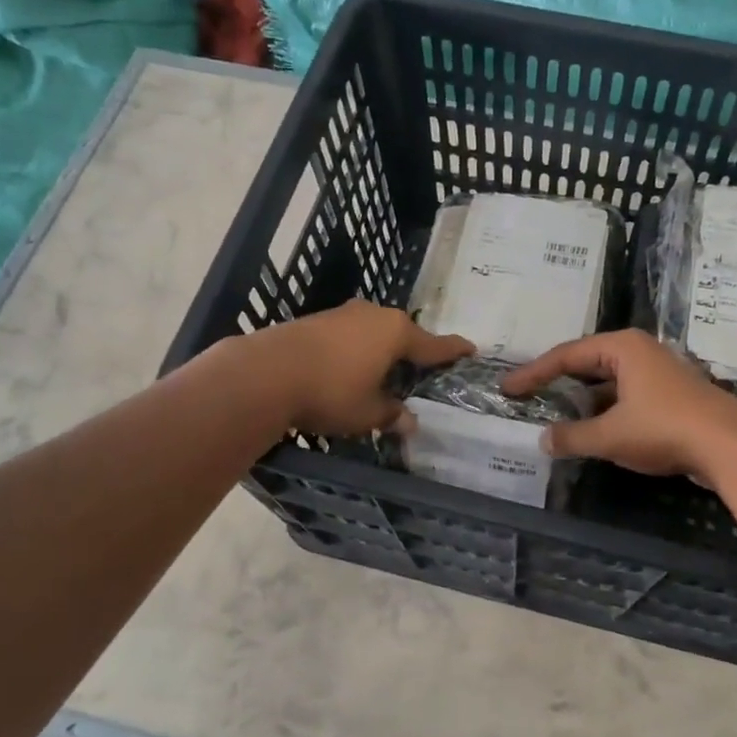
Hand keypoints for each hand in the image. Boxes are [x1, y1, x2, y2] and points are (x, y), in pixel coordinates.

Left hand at [244, 300, 471, 436]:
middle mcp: (374, 315)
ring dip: (381, 352)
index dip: (454, 350)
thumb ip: (392, 415)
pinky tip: (349, 370)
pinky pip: (350, 336)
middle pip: (403, 334)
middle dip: (413, 353)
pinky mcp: (316, 320)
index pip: (435, 344)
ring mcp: (343, 314)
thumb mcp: (368, 413)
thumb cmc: (331, 392)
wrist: (265, 373)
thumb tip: (410, 422)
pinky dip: (356, 352)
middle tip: (422, 373)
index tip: (471, 349)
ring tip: (384, 375)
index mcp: (397, 333)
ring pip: (374, 333)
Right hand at [501, 330, 736, 477]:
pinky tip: (594, 432)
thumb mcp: (610, 436)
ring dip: (583, 401)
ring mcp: (658, 373)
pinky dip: (605, 411)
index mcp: (621, 348)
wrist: (730, 446)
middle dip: (558, 383)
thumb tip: (544, 440)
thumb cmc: (664, 429)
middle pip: (587, 364)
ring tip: (556, 418)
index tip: (508, 390)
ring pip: (608, 383)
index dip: (533, 374)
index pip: (566, 355)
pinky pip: (626, 397)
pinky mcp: (671, 396)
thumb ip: (572, 437)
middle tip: (528, 397)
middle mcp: (639, 352)